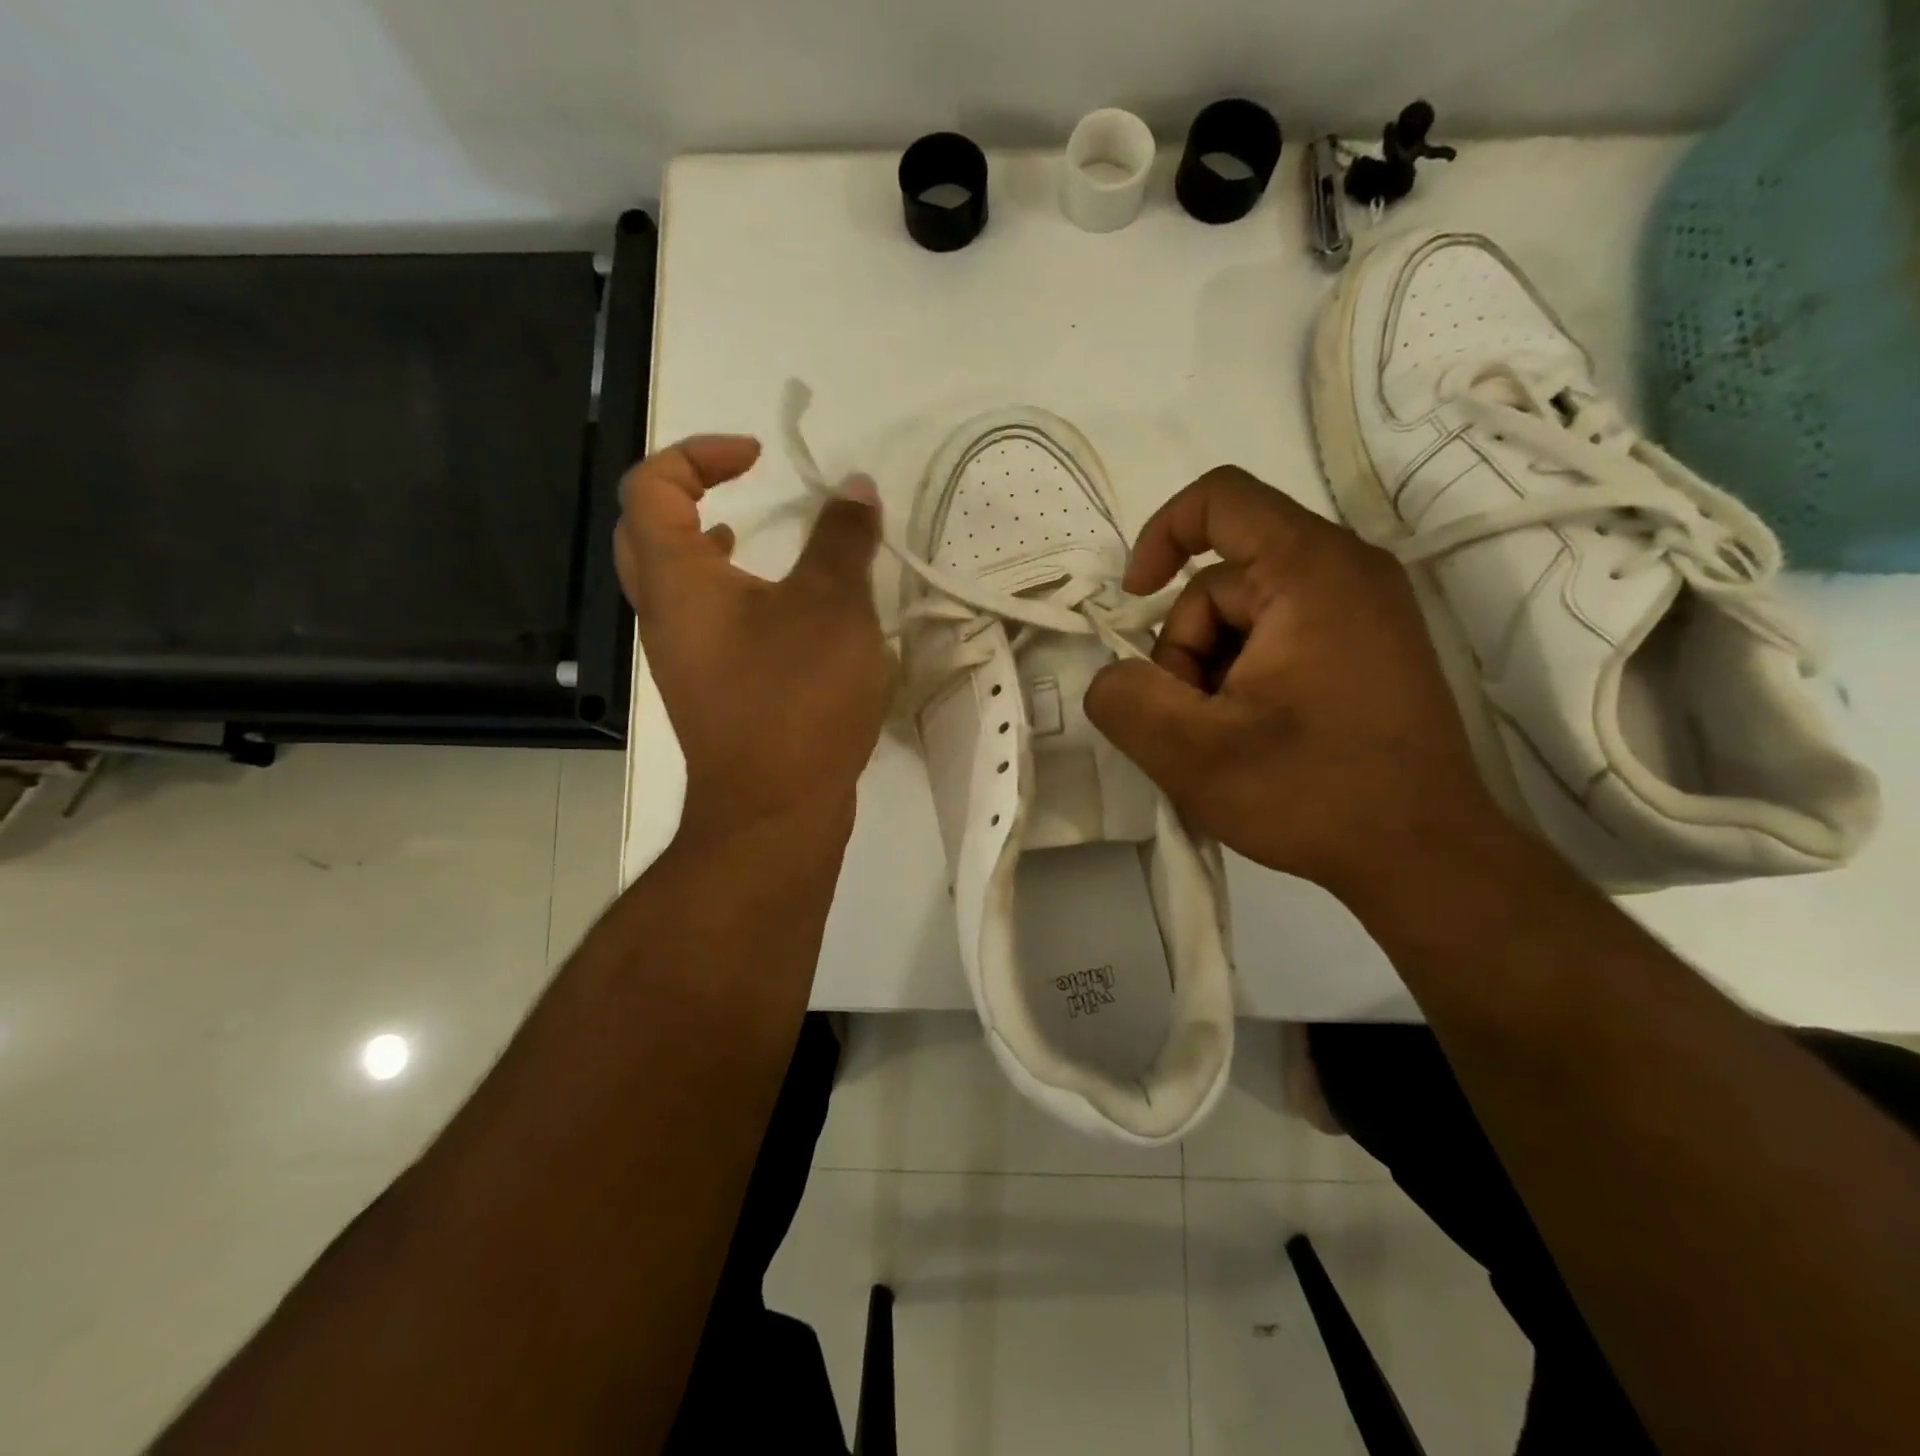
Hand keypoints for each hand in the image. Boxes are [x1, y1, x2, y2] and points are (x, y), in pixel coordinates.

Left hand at [615, 435, 891, 839]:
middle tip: (738, 488)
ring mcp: (683, 659)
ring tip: (752, 537)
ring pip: (673, 584)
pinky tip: (782, 614)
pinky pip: (705, 624)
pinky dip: (731, 597)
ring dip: (706, 548)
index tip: (759, 458)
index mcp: (678, 580)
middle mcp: (666, 616)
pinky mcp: (711, 693)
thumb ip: (843, 539)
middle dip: (685, 494)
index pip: (651, 486)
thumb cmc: (797, 698)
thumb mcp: (834, 606)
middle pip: (645, 532)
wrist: (775, 809)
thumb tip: (855, 487)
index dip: (698, 453)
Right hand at [1084, 466, 1515, 914]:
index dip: (1160, 536)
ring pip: (1247, 616)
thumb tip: (1114, 676)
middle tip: (1195, 722)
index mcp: (1311, 572)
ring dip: (1214, 672)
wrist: (1426, 857)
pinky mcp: (1370, 646)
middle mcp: (1348, 571)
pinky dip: (1247, 678)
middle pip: (1223, 580)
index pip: (1219, 499)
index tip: (1135, 602)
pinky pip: (1280, 636)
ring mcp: (1367, 609)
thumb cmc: (1313, 794)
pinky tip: (1255, 737)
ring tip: (1227, 739)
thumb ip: (1123, 699)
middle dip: (1186, 649)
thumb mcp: (1191, 754)